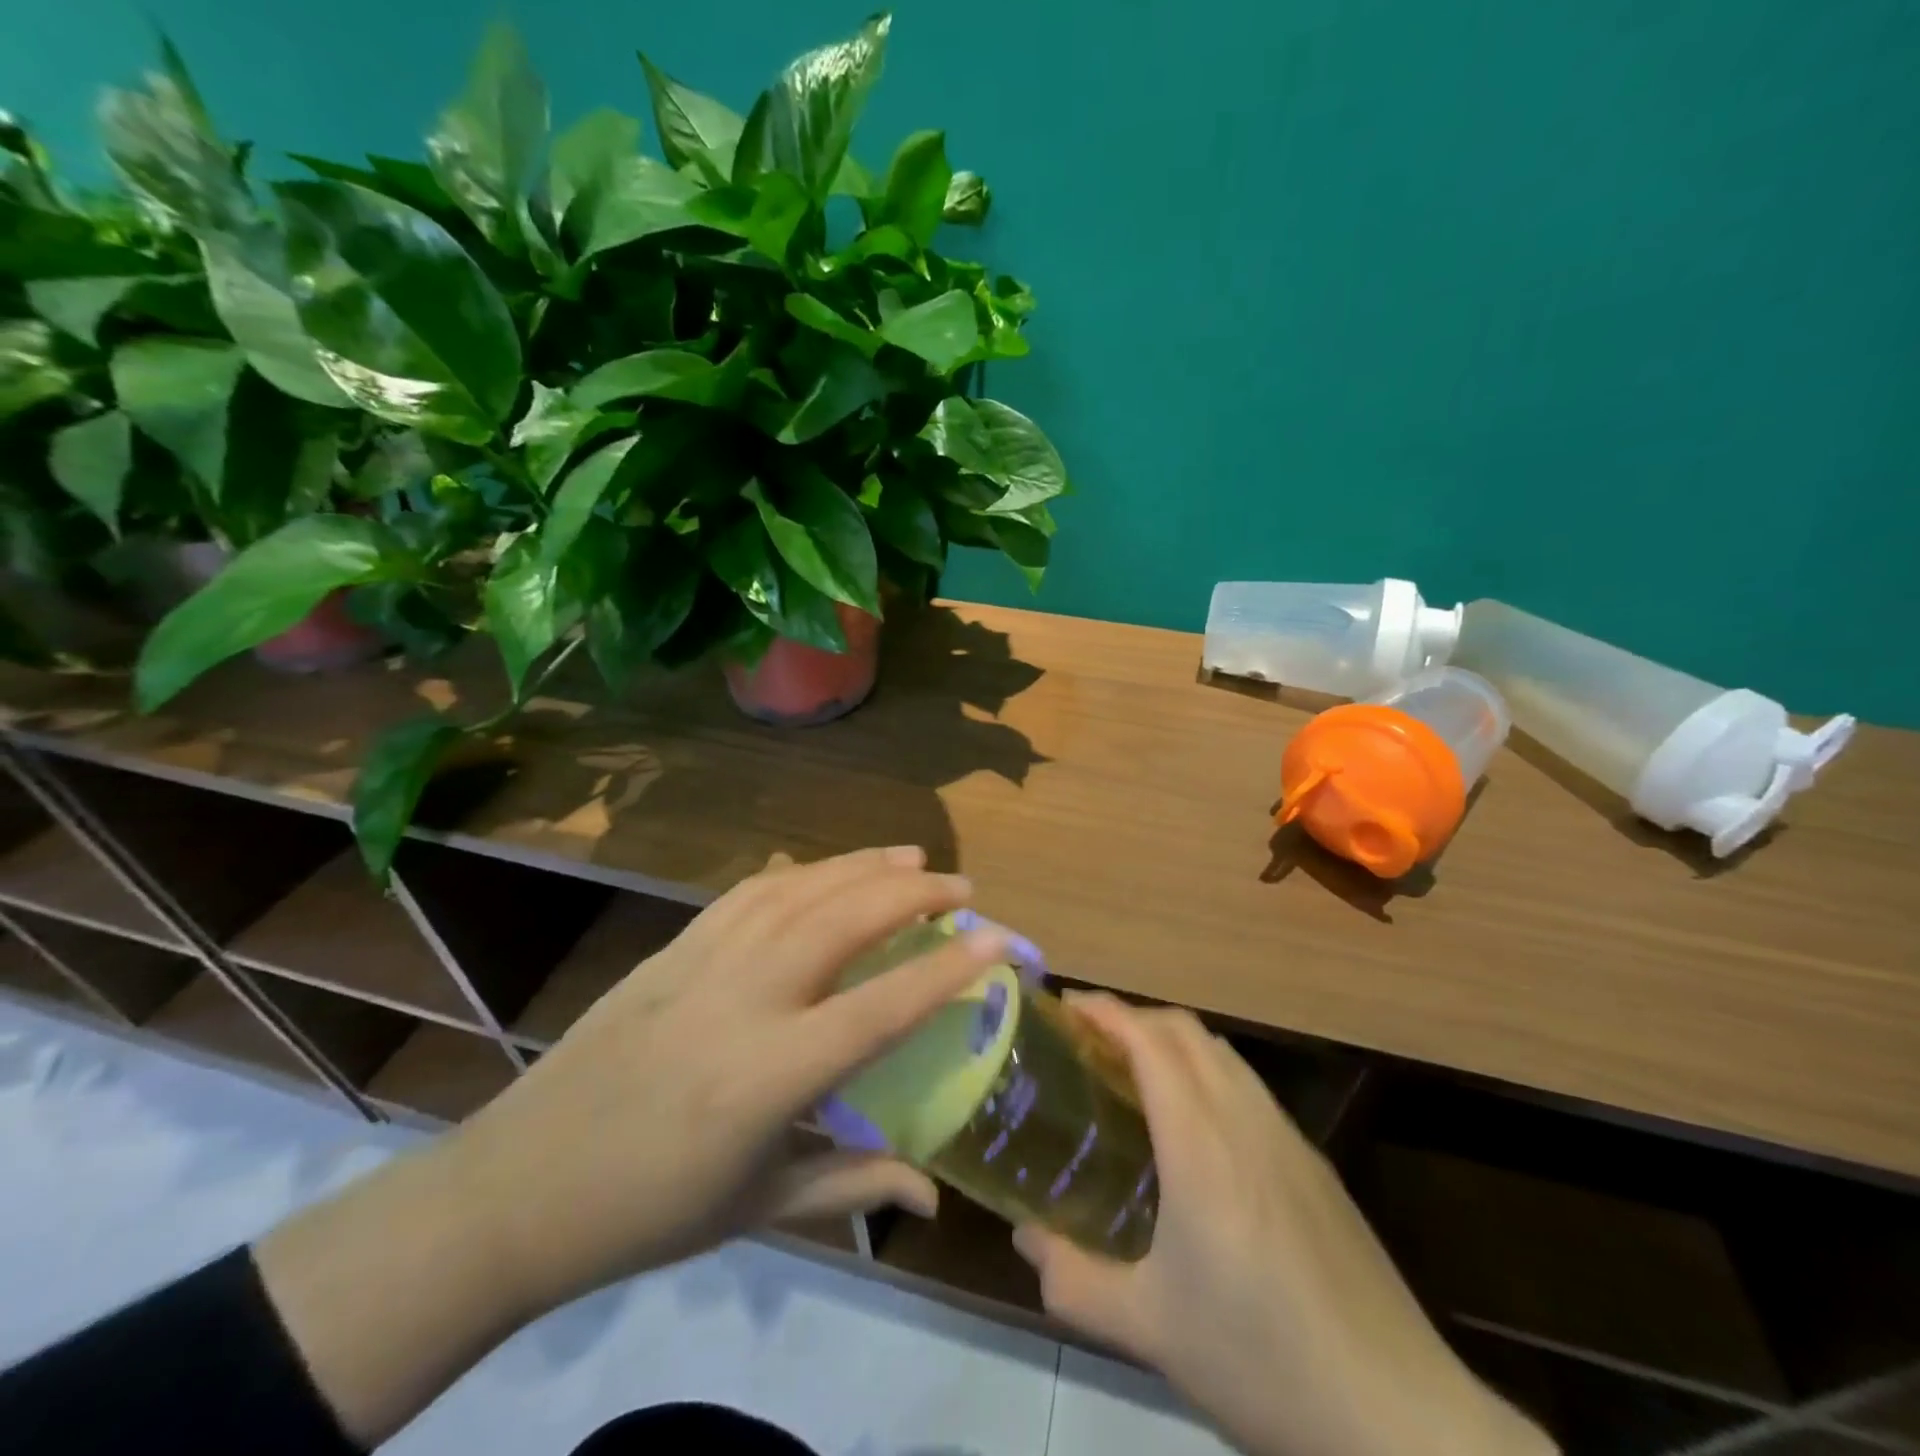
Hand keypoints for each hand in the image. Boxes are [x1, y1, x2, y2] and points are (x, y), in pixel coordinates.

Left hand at [259, 847, 1013, 1445]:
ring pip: (797, 890)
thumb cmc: (651, 1211)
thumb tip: (936, 1194)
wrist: (520, 1185)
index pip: (880, 1008)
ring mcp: (702, 963)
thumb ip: (855, 1184)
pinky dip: (801, 872)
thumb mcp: (761, 1209)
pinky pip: (748, 892)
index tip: (998, 940)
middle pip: (842, 921)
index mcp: (769, 1075)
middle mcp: (742, 1000)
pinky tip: (827, 872)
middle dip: (912, 894)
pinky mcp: (672, 948)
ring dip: (860, 867)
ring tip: (910, 858)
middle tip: (963, 886)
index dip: (946, 973)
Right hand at [1011, 996, 1553, 1455]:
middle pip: (1186, 1030)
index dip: (1105, 1011)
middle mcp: (1246, 1120)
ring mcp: (1288, 1138)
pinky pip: (1248, 1084)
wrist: (1399, 1417)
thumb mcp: (1149, 1329)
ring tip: (1133, 1071)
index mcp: (1202, 1144)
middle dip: (1133, 1017)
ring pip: (1222, 1052)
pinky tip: (1195, 1125)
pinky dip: (1207, 1069)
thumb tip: (1025, 1238)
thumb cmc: (1262, 1360)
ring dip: (1172, 1040)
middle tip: (1088, 1039)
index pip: (1149, 1042)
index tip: (1066, 1005)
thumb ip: (1074, 1280)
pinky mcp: (1314, 1163)